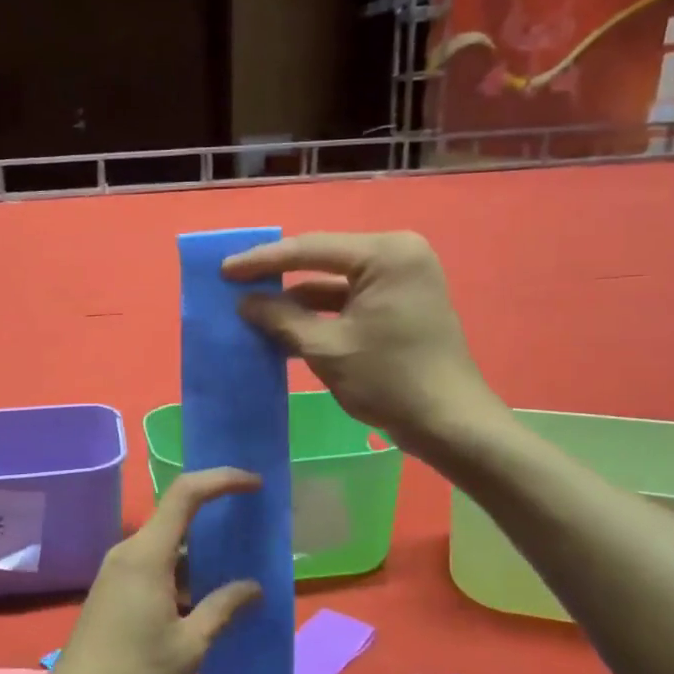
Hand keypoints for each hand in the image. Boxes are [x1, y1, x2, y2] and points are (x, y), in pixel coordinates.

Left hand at [38, 468, 263, 673]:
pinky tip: (207, 598)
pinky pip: (154, 566)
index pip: (186, 495)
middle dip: (216, 520)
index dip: (221, 480)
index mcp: (146, 555)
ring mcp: (117, 571)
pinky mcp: (113, 590)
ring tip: (240, 569)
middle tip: (254, 532)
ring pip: (166, 547)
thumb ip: (223, 609)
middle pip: (176, 519)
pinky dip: (183, 573)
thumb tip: (254, 588)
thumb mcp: (190, 645)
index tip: (255, 485)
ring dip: (201, 555)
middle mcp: (128, 552)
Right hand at [222, 231, 509, 469]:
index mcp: (386, 254)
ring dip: (296, 300)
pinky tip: (283, 326)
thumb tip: (244, 302)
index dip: (262, 261)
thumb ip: (282, 319)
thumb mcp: (327, 349)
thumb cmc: (389, 380)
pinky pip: (349, 300)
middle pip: (322, 260)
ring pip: (333, 283)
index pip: (311, 249)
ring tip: (250, 307)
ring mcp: (401, 279)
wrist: (449, 423)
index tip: (224, 270)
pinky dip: (318, 314)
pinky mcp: (399, 303)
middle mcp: (397, 254)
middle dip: (278, 277)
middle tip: (233, 283)